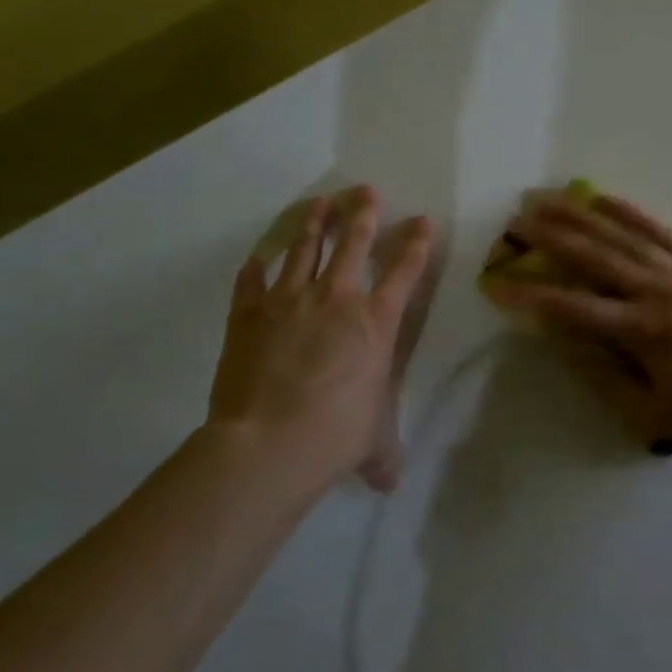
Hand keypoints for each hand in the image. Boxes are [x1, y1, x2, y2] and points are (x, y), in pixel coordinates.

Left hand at [207, 187, 434, 494]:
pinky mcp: (248, 314)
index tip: (422, 219)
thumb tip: (389, 482)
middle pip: (354, 243)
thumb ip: (383, 454)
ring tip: (319, 202)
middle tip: (365, 189)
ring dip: (314, 223)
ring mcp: (289, 301)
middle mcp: (337, 300)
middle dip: (363, 212)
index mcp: (376, 323)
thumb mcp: (373, 441)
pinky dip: (255, 268)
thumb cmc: (336, 436)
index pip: (405, 271)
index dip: (416, 242)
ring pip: (304, 248)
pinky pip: (252, 282)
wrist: (268, 443)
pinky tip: (257, 258)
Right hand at [486, 193, 671, 443]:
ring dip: (579, 215)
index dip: (531, 296)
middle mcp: (655, 290)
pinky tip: (601, 196)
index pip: (573, 308)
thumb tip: (565, 344)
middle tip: (516, 220)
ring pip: (620, 234)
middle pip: (593, 257)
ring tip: (546, 198)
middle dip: (550, 237)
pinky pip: (658, 227)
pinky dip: (627, 210)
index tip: (498, 284)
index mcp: (642, 331)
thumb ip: (606, 379)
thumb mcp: (656, 414)